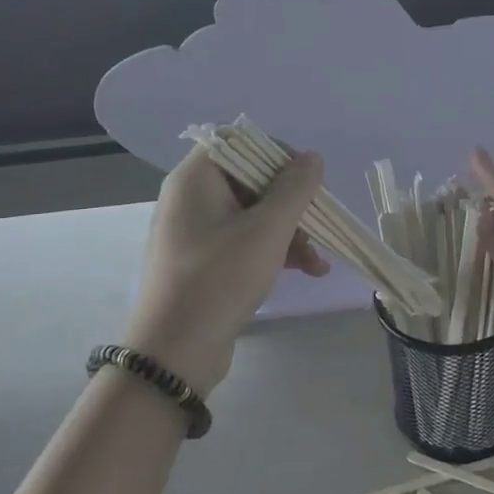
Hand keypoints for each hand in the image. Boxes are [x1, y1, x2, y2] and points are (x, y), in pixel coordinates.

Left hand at [124, 145, 328, 394]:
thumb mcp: (267, 229)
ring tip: (317, 261)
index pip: (238, 142)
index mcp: (195, 178)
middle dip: (291, 203)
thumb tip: (311, 157)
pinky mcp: (203, 262)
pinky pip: (244, 241)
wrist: (175, 351)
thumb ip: (295, 188)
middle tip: (316, 224)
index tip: (306, 178)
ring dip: (290, 231)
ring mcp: (195, 232)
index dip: (276, 153)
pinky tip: (306, 271)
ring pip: (253, 214)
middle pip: (251, 180)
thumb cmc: (221, 278)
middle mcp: (191, 198)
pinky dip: (274, 251)